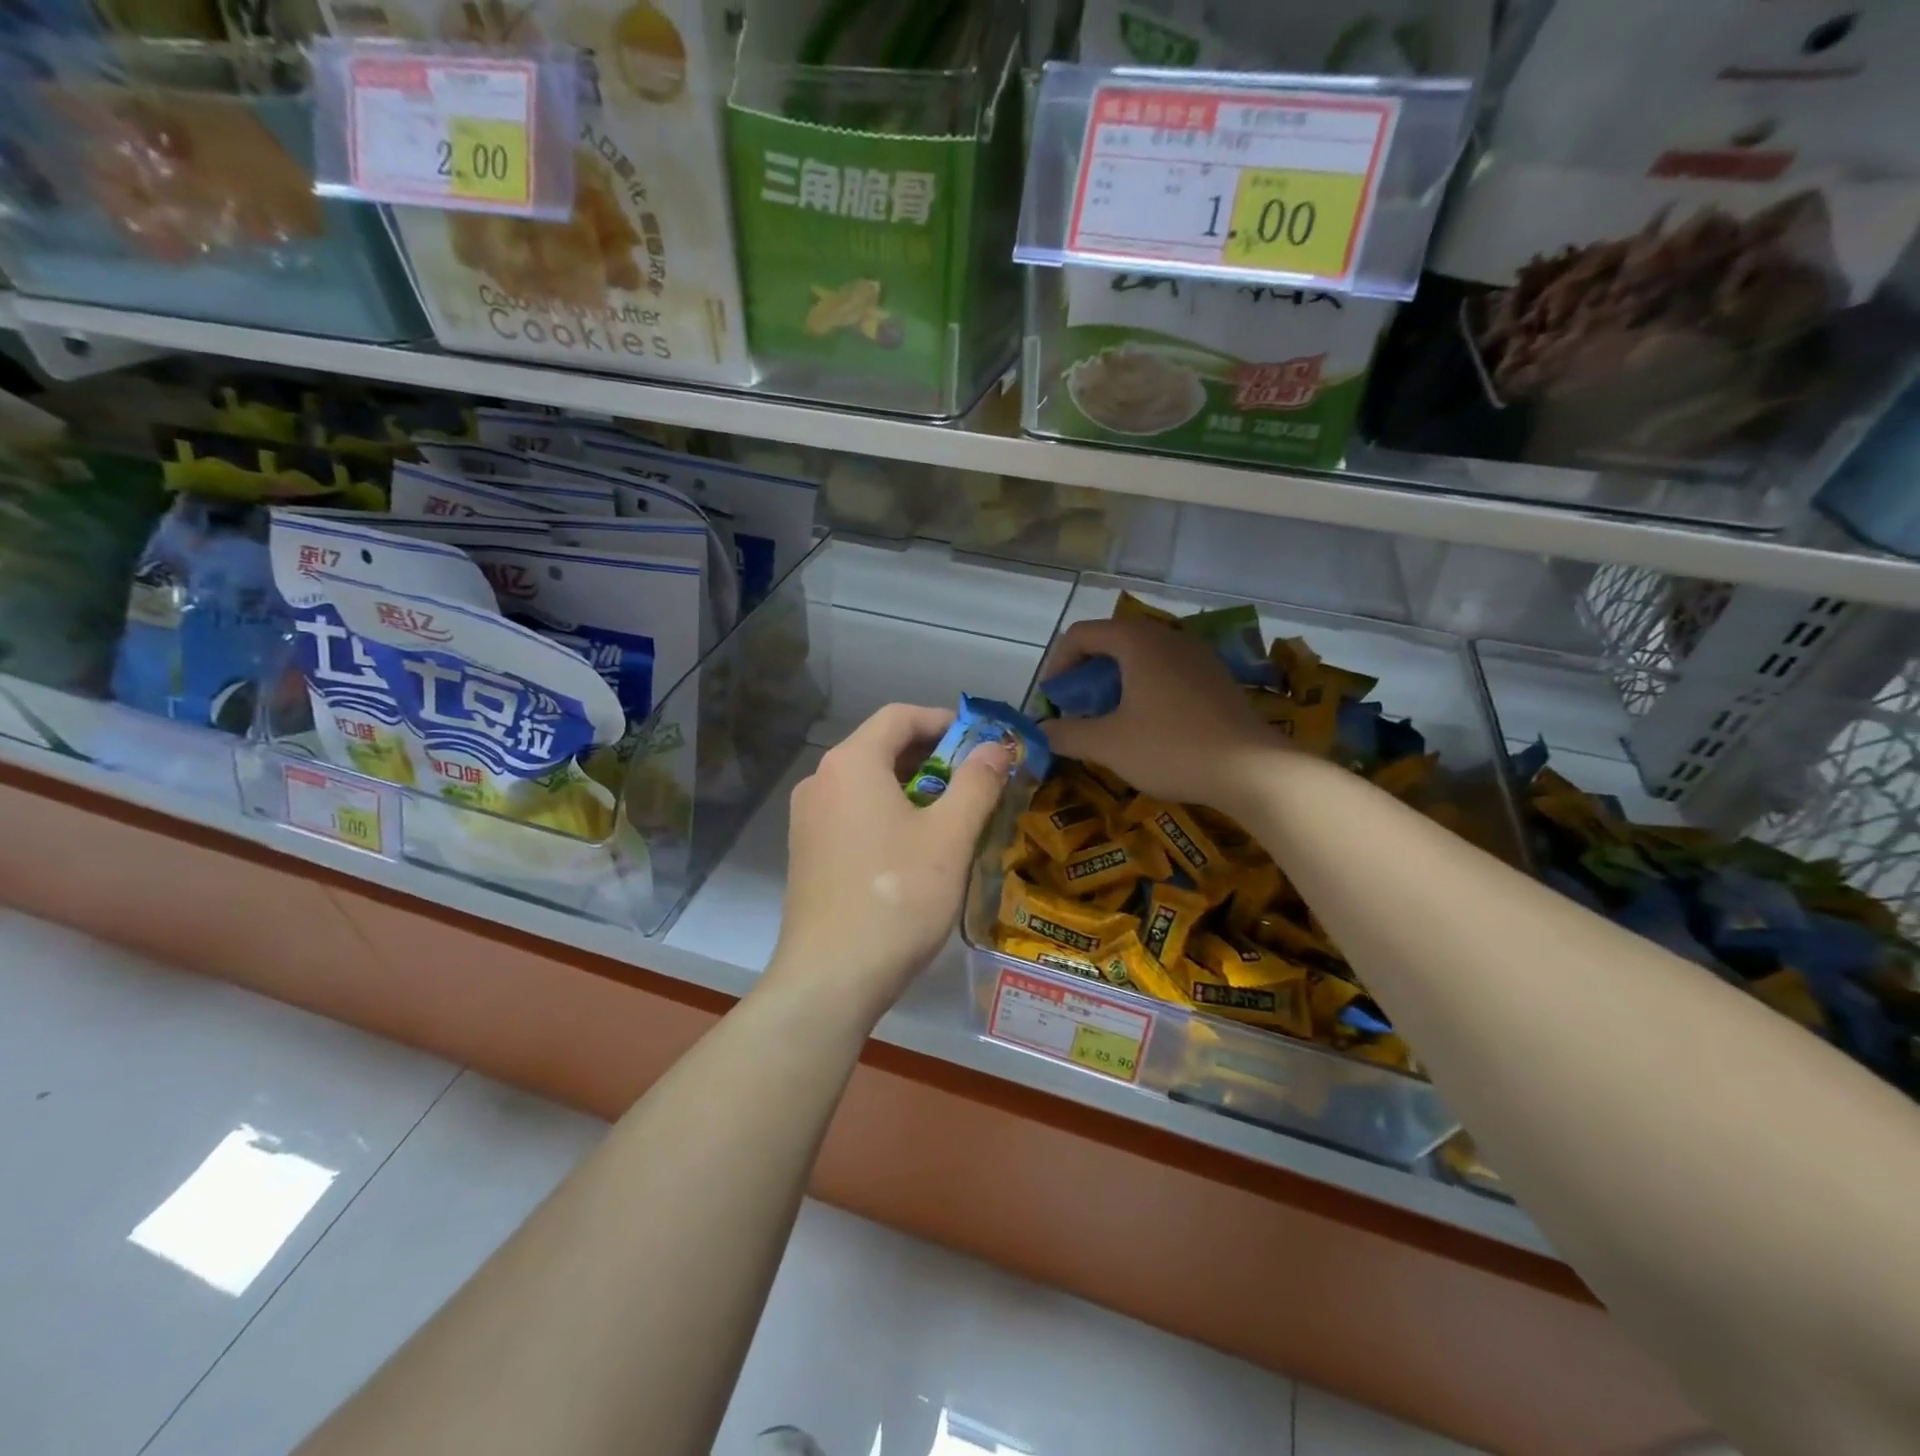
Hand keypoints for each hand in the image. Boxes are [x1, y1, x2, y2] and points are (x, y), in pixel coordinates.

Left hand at [768, 703, 1012, 1024]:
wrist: (830, 978)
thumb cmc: (897, 897)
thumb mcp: (950, 837)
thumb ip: (977, 783)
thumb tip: (997, 747)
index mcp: (851, 763)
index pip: (899, 716)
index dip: (944, 721)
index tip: (981, 742)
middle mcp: (820, 780)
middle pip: (880, 747)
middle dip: (931, 756)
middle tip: (974, 781)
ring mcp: (806, 819)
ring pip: (866, 783)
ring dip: (910, 787)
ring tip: (951, 815)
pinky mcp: (806, 852)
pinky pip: (852, 813)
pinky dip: (886, 813)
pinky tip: (913, 848)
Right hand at [1038, 617, 1276, 808]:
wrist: (1251, 770)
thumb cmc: (1171, 748)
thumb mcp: (1108, 744)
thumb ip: (1067, 733)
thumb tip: (1040, 731)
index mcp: (1138, 641)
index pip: (1082, 634)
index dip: (1058, 664)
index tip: (1052, 699)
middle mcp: (1168, 637)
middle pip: (1113, 640)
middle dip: (1086, 673)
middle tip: (1076, 707)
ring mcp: (1198, 655)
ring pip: (1142, 656)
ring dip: (1115, 681)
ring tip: (1108, 717)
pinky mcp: (1216, 678)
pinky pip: (1168, 671)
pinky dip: (1145, 688)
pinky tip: (1147, 724)